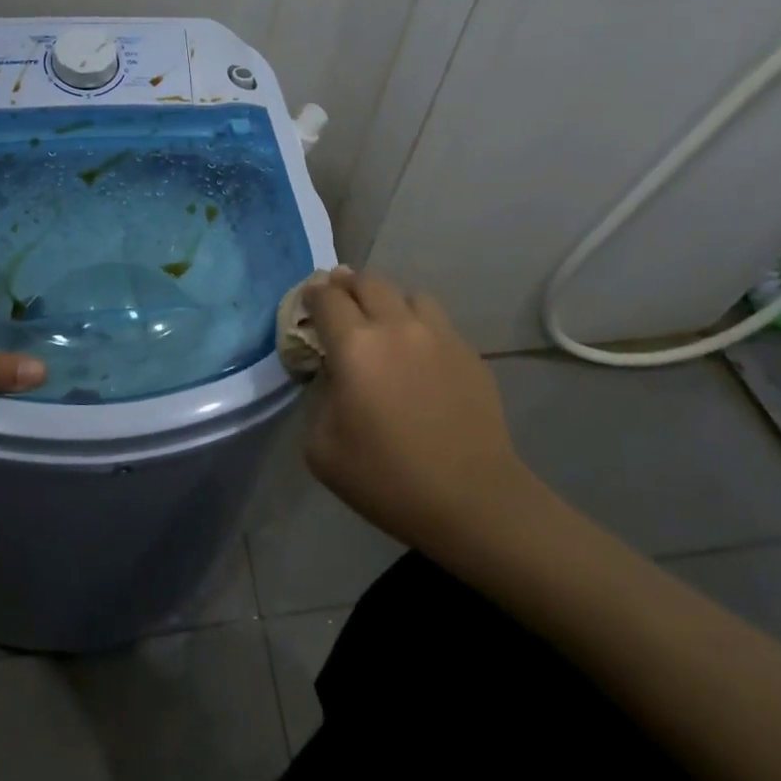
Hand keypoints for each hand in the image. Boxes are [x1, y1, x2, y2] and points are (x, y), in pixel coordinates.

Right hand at [303, 268, 540, 560]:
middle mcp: (396, 327)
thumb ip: (320, 399)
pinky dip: (421, 328)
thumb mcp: (323, 448)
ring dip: (389, 303)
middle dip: (348, 286)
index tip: (308, 301)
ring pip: (409, 295)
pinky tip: (420, 358)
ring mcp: (439, 336)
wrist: (471, 499)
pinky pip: (438, 323)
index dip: (312, 293)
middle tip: (341, 304)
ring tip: (385, 326)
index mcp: (354, 346)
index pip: (326, 297)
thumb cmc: (387, 478)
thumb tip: (335, 379)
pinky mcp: (469, 353)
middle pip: (368, 281)